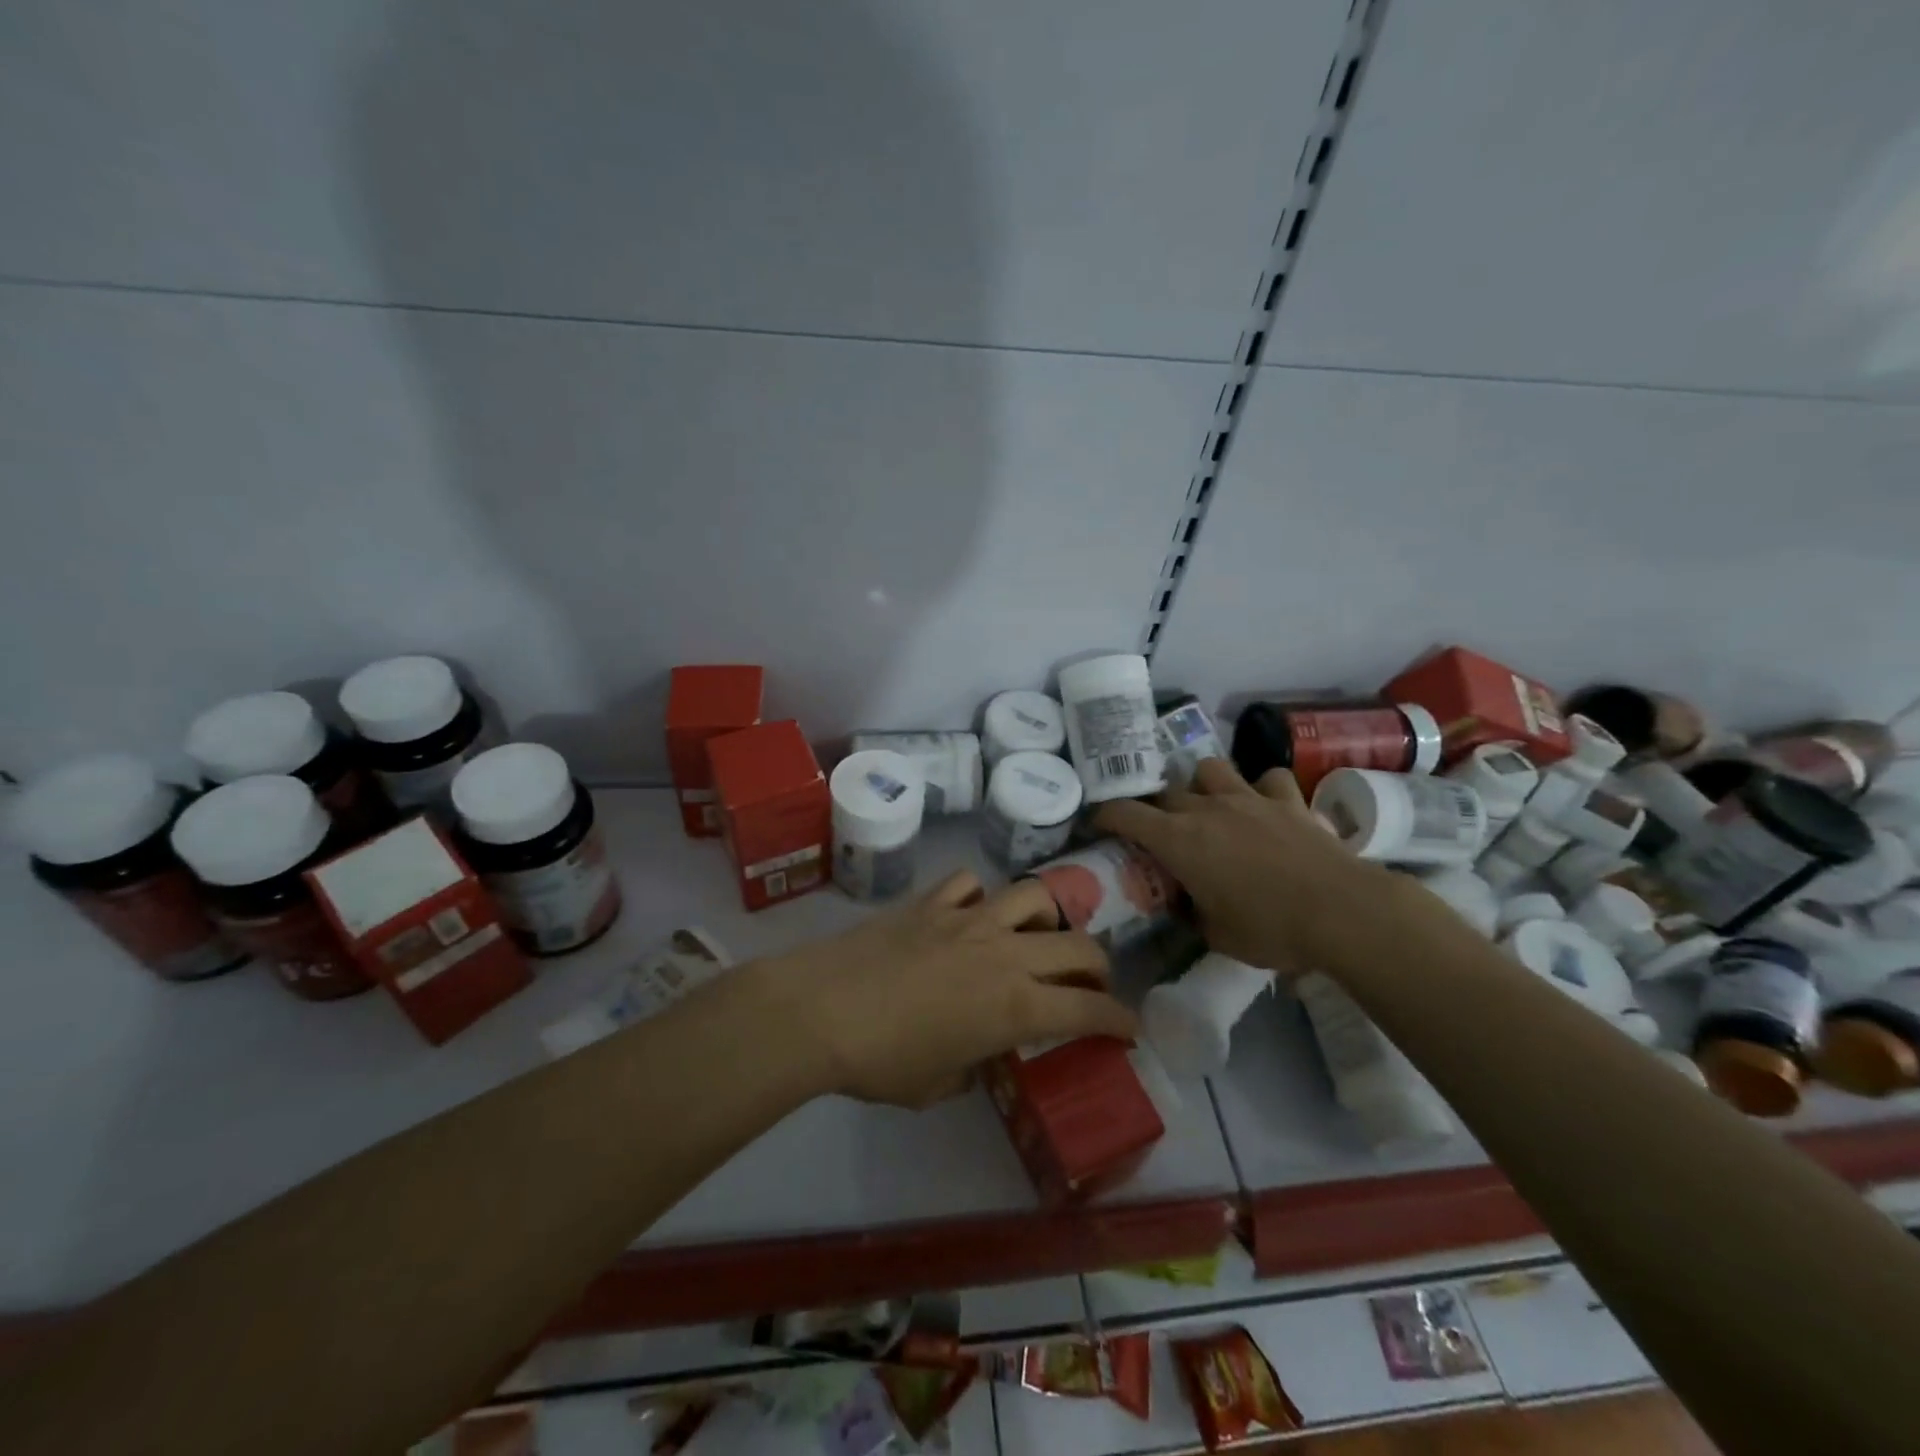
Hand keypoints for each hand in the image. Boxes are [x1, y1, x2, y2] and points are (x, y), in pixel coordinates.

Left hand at [760, 871, 1136, 1107]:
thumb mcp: (936, 1086)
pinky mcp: (931, 901)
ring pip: (1033, 897)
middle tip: (1090, 985)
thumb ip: (971, 1068)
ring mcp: (968, 918)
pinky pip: (970, 884)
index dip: (1119, 1021)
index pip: (1089, 1010)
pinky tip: (968, 913)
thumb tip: (976, 1054)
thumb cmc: (881, 1062)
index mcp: (1015, 1006)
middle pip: (1078, 947)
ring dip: (1048, 918)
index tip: (1129, 1030)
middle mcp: (1004, 953)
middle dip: (1099, 968)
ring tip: (1035, 936)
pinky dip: (978, 897)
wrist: (821, 1010)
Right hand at [1094, 758, 1386, 974]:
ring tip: (1209, 804)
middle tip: (1160, 829)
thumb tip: (1187, 904)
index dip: (1106, 815)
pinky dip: (1262, 789)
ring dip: (1203, 783)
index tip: (1099, 823)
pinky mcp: (1288, 800)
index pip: (1126, 814)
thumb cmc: (1270, 929)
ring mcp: (1249, 798)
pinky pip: (1268, 779)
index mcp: (1179, 840)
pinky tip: (1266, 805)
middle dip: (1156, 806)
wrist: (1342, 912)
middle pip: (1166, 791)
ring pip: (1210, 768)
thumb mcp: (1216, 934)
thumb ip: (1193, 912)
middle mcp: (1207, 809)